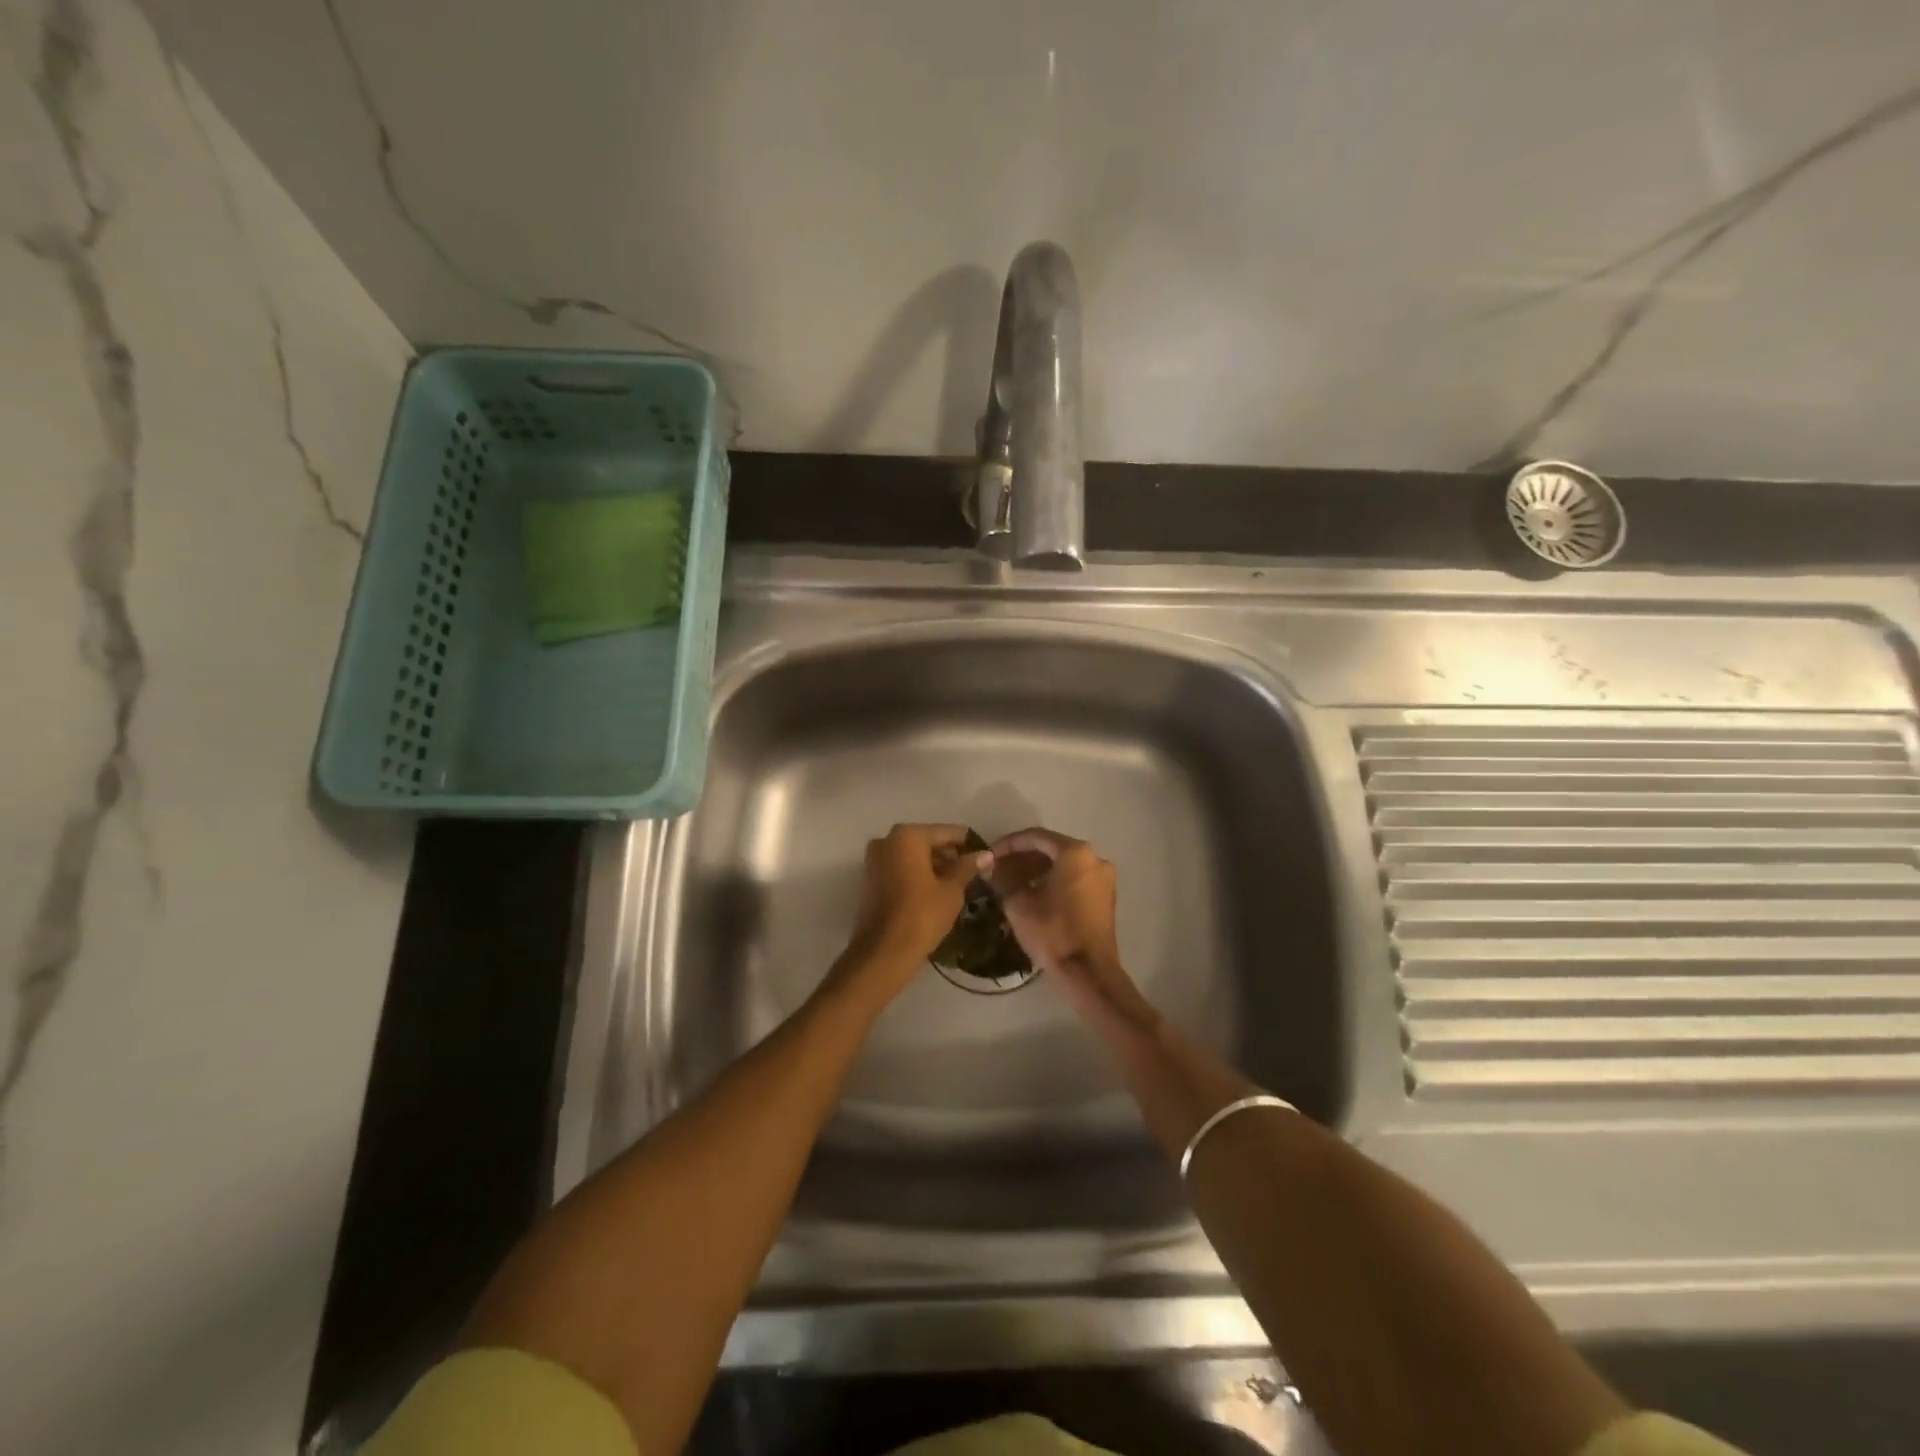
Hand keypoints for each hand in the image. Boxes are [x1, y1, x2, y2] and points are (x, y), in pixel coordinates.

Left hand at [830, 823, 991, 1009]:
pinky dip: (917, 875)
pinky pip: (901, 869)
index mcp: (908, 836)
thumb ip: (967, 867)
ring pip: (913, 856)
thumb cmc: (922, 915)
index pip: (948, 833)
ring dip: (934, 867)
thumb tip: (986, 854)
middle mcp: (887, 840)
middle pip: (928, 842)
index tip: (985, 858)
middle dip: (949, 856)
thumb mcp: (952, 890)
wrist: (884, 952)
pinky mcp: (870, 879)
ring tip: (957, 886)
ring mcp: (875, 859)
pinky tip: (936, 893)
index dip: (968, 845)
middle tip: (972, 875)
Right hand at [988, 829, 1146, 1018]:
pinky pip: (1075, 878)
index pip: (1036, 837)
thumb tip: (991, 867)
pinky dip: (1053, 880)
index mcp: (1075, 853)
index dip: (1009, 844)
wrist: (1089, 972)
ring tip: (1011, 882)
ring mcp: (1104, 878)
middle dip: (1023, 857)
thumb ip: (1003, 879)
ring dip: (1037, 869)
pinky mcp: (1105, 897)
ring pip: (1064, 864)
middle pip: (1052, 848)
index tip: (990, 854)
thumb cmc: (1053, 931)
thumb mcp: (1019, 903)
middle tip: (999, 867)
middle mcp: (1094, 858)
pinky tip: (1033, 893)